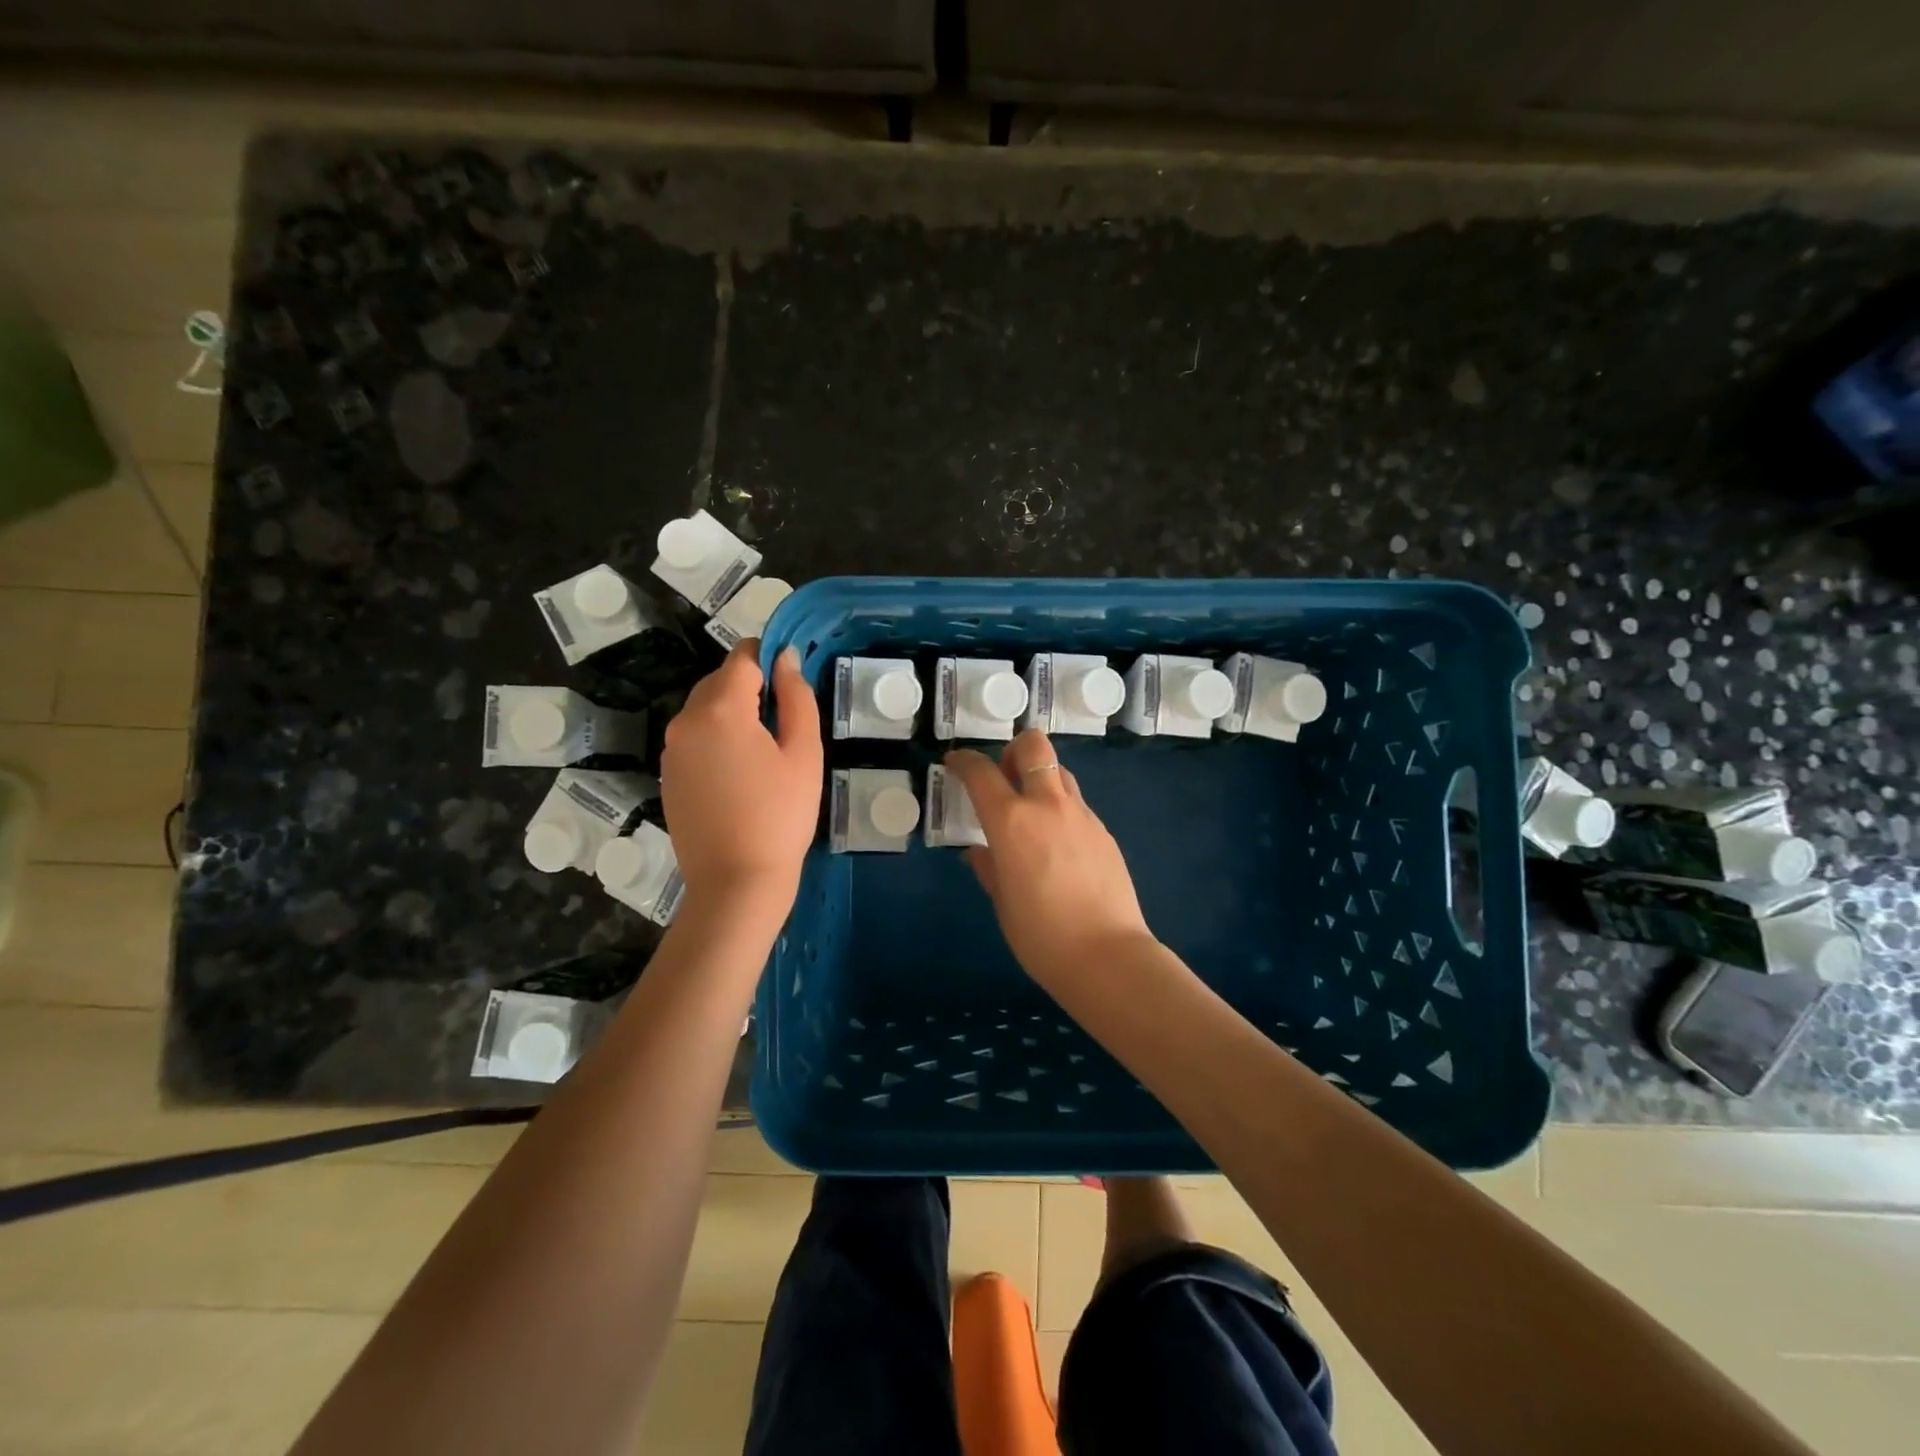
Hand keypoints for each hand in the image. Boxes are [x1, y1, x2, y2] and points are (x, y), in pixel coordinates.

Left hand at [661, 642, 821, 916]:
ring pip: (705, 710)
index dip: (769, 657)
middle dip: (751, 687)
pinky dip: (717, 739)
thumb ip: (797, 697)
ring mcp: (671, 749)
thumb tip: (787, 658)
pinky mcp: (668, 775)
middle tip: (785, 722)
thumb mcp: (804, 753)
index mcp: (721, 708)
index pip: (742, 657)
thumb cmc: (781, 815)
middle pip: (719, 681)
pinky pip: (694, 738)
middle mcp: (685, 720)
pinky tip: (741, 774)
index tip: (792, 678)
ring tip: (765, 751)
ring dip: (734, 714)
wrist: (737, 882)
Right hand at [945, 730, 1154, 985]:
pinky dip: (1060, 810)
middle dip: (1014, 750)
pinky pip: (1077, 805)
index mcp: (1011, 821)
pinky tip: (1057, 846)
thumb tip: (979, 851)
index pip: (981, 772)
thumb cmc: (1041, 936)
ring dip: (1041, 778)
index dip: (964, 761)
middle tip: (1004, 777)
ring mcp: (1081, 815)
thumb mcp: (1002, 902)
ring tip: (1031, 813)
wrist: (1107, 956)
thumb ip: (989, 867)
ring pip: (1060, 772)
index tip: (955, 763)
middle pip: (1034, 746)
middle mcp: (1047, 805)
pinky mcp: (1104, 832)